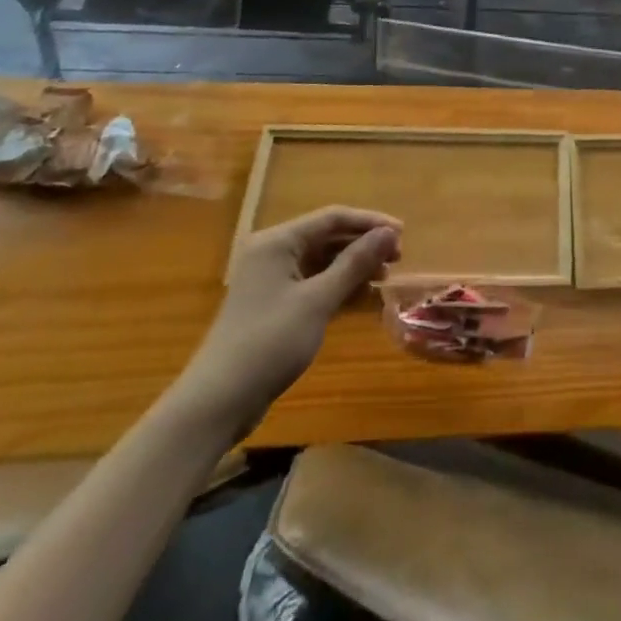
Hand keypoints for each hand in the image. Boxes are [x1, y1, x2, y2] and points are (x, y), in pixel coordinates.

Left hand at [171, 206, 400, 439]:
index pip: (332, 218)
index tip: (403, 233)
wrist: (217, 403)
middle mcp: (273, 253)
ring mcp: (272, 281)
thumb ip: (355, 263)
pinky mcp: (274, 307)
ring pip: (322, 262)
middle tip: (397, 258)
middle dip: (363, 245)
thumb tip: (389, 232)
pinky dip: (338, 287)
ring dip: (354, 267)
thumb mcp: (318, 300)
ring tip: (384, 278)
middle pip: (327, 237)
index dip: (370, 222)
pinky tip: (363, 298)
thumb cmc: (269, 342)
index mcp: (278, 242)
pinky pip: (314, 284)